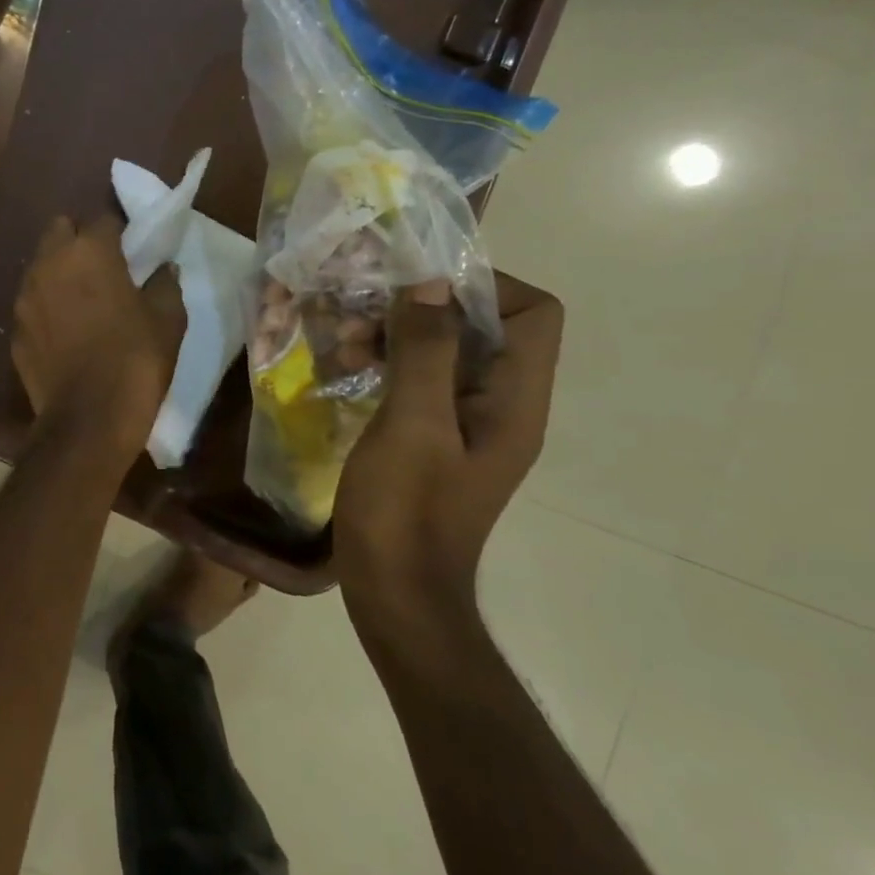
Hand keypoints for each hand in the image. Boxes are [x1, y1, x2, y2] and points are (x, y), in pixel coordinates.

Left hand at [13, 214, 184, 448]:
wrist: (89, 419)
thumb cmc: (135, 360)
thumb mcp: (168, 319)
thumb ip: (164, 284)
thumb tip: (163, 269)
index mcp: (89, 251)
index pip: (103, 219)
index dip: (119, 233)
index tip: (131, 252)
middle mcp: (49, 264)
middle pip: (60, 230)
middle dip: (79, 240)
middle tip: (102, 267)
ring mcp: (26, 297)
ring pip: (40, 266)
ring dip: (59, 272)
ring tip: (82, 300)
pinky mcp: (15, 330)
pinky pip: (32, 305)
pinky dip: (46, 308)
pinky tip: (65, 333)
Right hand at [333, 271, 562, 629]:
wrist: (394, 594)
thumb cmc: (405, 512)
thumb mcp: (412, 427)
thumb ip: (426, 352)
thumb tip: (430, 281)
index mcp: (514, 401)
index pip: (533, 313)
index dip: (483, 285)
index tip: (415, 283)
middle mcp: (500, 405)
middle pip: (484, 327)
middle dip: (422, 308)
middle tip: (361, 312)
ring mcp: (464, 424)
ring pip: (443, 352)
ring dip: (394, 337)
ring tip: (341, 344)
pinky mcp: (431, 438)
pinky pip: (418, 381)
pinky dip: (385, 364)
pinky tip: (343, 369)